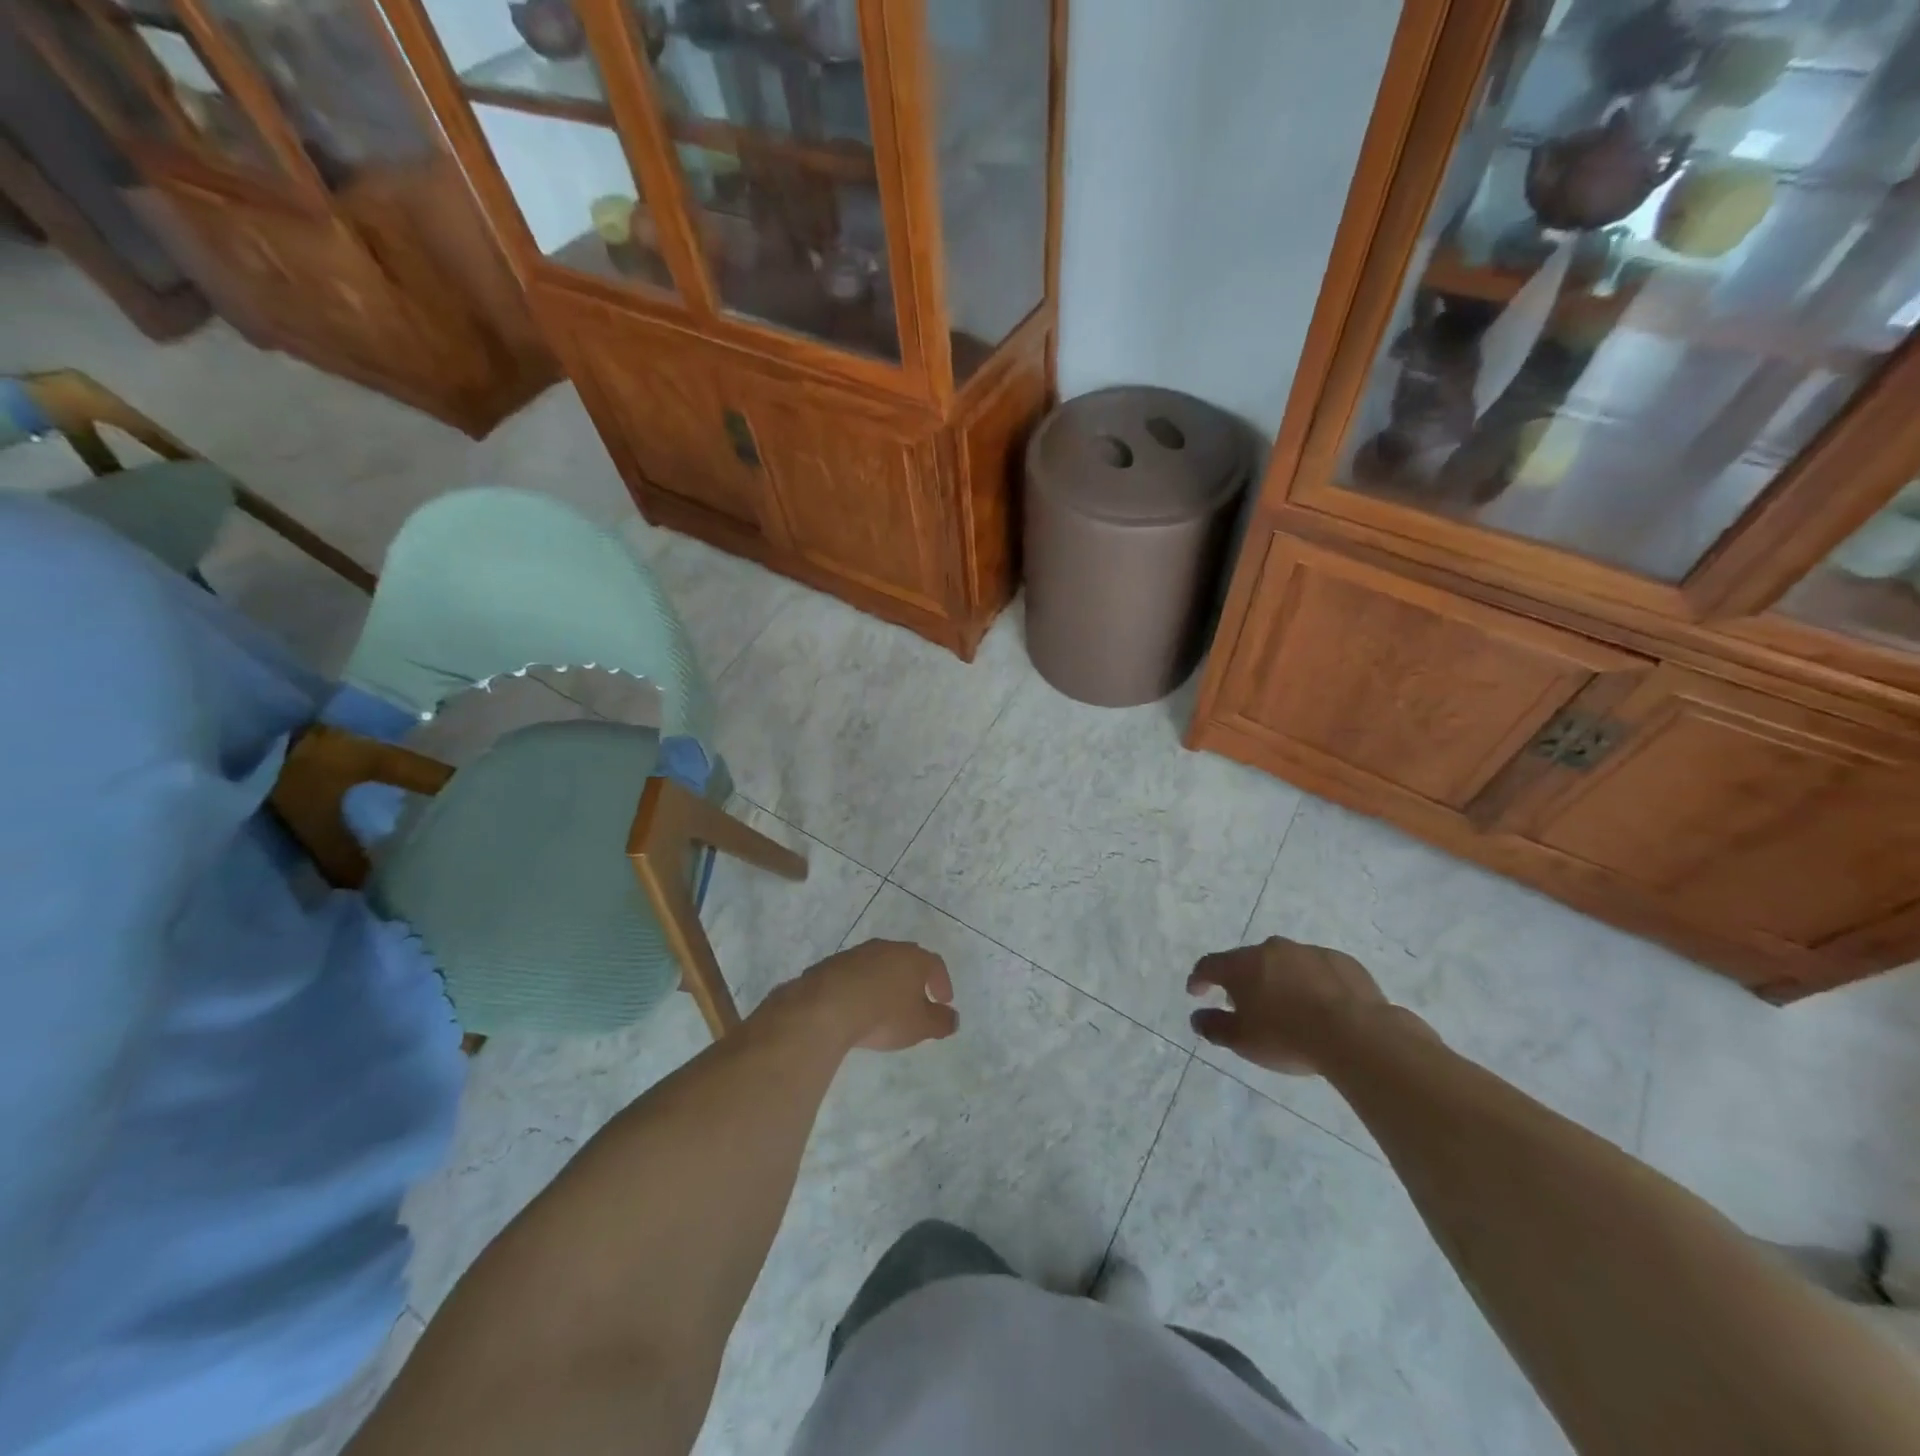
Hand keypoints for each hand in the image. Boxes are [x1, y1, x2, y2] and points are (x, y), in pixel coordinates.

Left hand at [801, 939, 957, 1051]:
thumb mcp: (920, 1026)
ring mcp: (858, 953)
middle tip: (916, 999)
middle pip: (907, 960)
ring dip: (886, 981)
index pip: (935, 965)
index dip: (942, 982)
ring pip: (880, 964)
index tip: (943, 1001)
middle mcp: (888, 948)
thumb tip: (953, 1017)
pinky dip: (862, 986)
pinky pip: (856, 973)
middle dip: (914, 979)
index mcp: (913, 958)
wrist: (827, 1007)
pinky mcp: (833, 963)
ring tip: (885, 1004)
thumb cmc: (883, 1015)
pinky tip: (857, 1005)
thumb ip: (941, 1022)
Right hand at [1187, 936, 1389, 1074]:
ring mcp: (1308, 952)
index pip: (1209, 965)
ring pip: (1284, 962)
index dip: (1199, 979)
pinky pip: (1317, 969)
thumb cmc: (1288, 1037)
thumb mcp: (1243, 1042)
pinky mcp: (1341, 960)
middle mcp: (1271, 949)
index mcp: (1242, 965)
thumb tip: (1197, 1017)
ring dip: (1279, 979)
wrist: (1356, 1034)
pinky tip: (1321, 1006)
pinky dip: (1311, 983)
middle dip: (1243, 980)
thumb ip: (1214, 1027)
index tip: (1196, 992)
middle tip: (1246, 1004)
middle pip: (1248, 961)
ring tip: (1287, 1007)